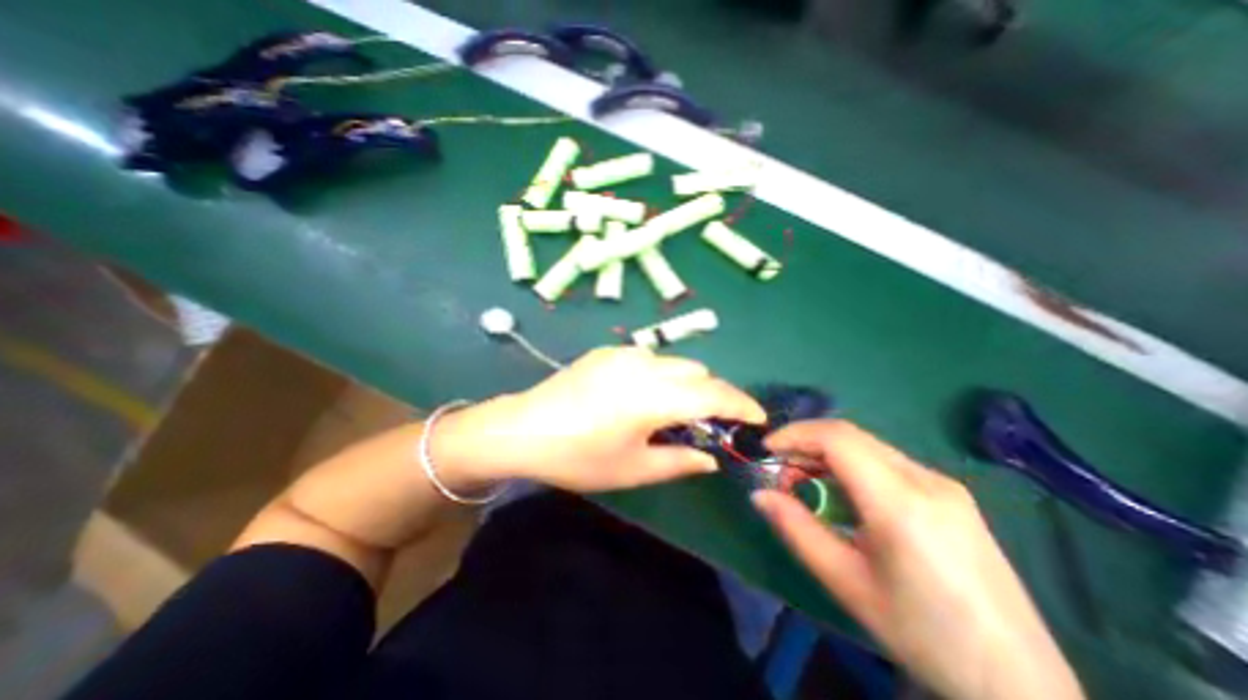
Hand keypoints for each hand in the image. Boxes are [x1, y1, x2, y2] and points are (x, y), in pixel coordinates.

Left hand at [438, 348, 770, 491]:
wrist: (522, 429)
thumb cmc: (578, 457)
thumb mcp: (633, 469)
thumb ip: (680, 462)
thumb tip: (712, 458)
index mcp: (652, 397)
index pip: (714, 394)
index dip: (742, 405)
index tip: (758, 419)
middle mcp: (643, 365)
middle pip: (698, 372)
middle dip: (715, 395)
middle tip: (711, 423)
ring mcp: (623, 354)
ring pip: (675, 362)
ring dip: (688, 383)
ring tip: (675, 410)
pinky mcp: (607, 351)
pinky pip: (650, 358)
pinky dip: (662, 374)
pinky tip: (643, 395)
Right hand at [749, 421, 1083, 698]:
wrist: (1020, 683)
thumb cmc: (923, 635)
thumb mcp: (846, 583)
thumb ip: (796, 530)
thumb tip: (759, 494)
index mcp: (901, 503)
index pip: (837, 439)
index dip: (795, 434)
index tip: (767, 448)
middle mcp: (926, 480)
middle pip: (851, 435)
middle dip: (806, 442)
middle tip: (781, 469)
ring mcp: (943, 484)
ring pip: (867, 446)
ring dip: (827, 453)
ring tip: (805, 481)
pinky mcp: (950, 493)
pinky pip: (886, 461)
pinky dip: (852, 464)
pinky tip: (843, 494)